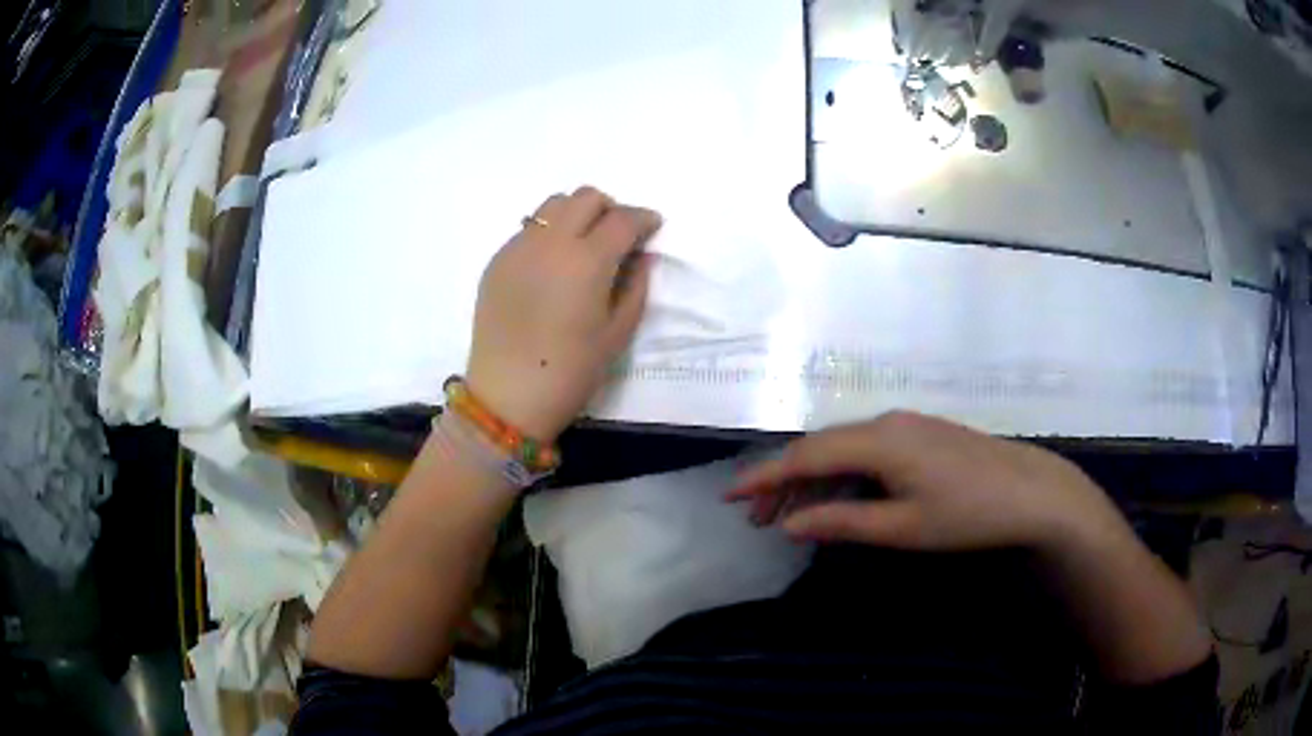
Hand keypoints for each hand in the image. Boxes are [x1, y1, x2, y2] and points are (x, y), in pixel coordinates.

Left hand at [466, 186, 660, 441]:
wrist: (508, 394)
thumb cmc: (571, 370)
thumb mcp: (618, 333)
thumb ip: (636, 285)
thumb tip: (642, 256)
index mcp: (587, 260)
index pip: (622, 219)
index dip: (643, 218)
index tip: (652, 226)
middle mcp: (551, 241)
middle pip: (586, 198)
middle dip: (610, 208)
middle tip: (618, 235)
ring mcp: (518, 247)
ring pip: (552, 206)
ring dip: (576, 214)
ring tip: (583, 244)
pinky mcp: (496, 261)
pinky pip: (528, 229)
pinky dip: (549, 234)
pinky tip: (551, 266)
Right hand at [728, 411, 1125, 553]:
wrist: (1031, 492)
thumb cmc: (967, 514)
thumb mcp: (902, 528)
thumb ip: (842, 523)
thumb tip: (788, 524)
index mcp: (879, 441)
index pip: (806, 456)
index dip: (764, 476)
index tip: (729, 496)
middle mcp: (886, 422)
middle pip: (820, 448)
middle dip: (783, 481)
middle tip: (756, 518)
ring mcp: (906, 425)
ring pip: (843, 448)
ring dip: (812, 479)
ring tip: (789, 514)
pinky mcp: (920, 434)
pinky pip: (866, 450)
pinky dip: (841, 475)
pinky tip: (837, 498)